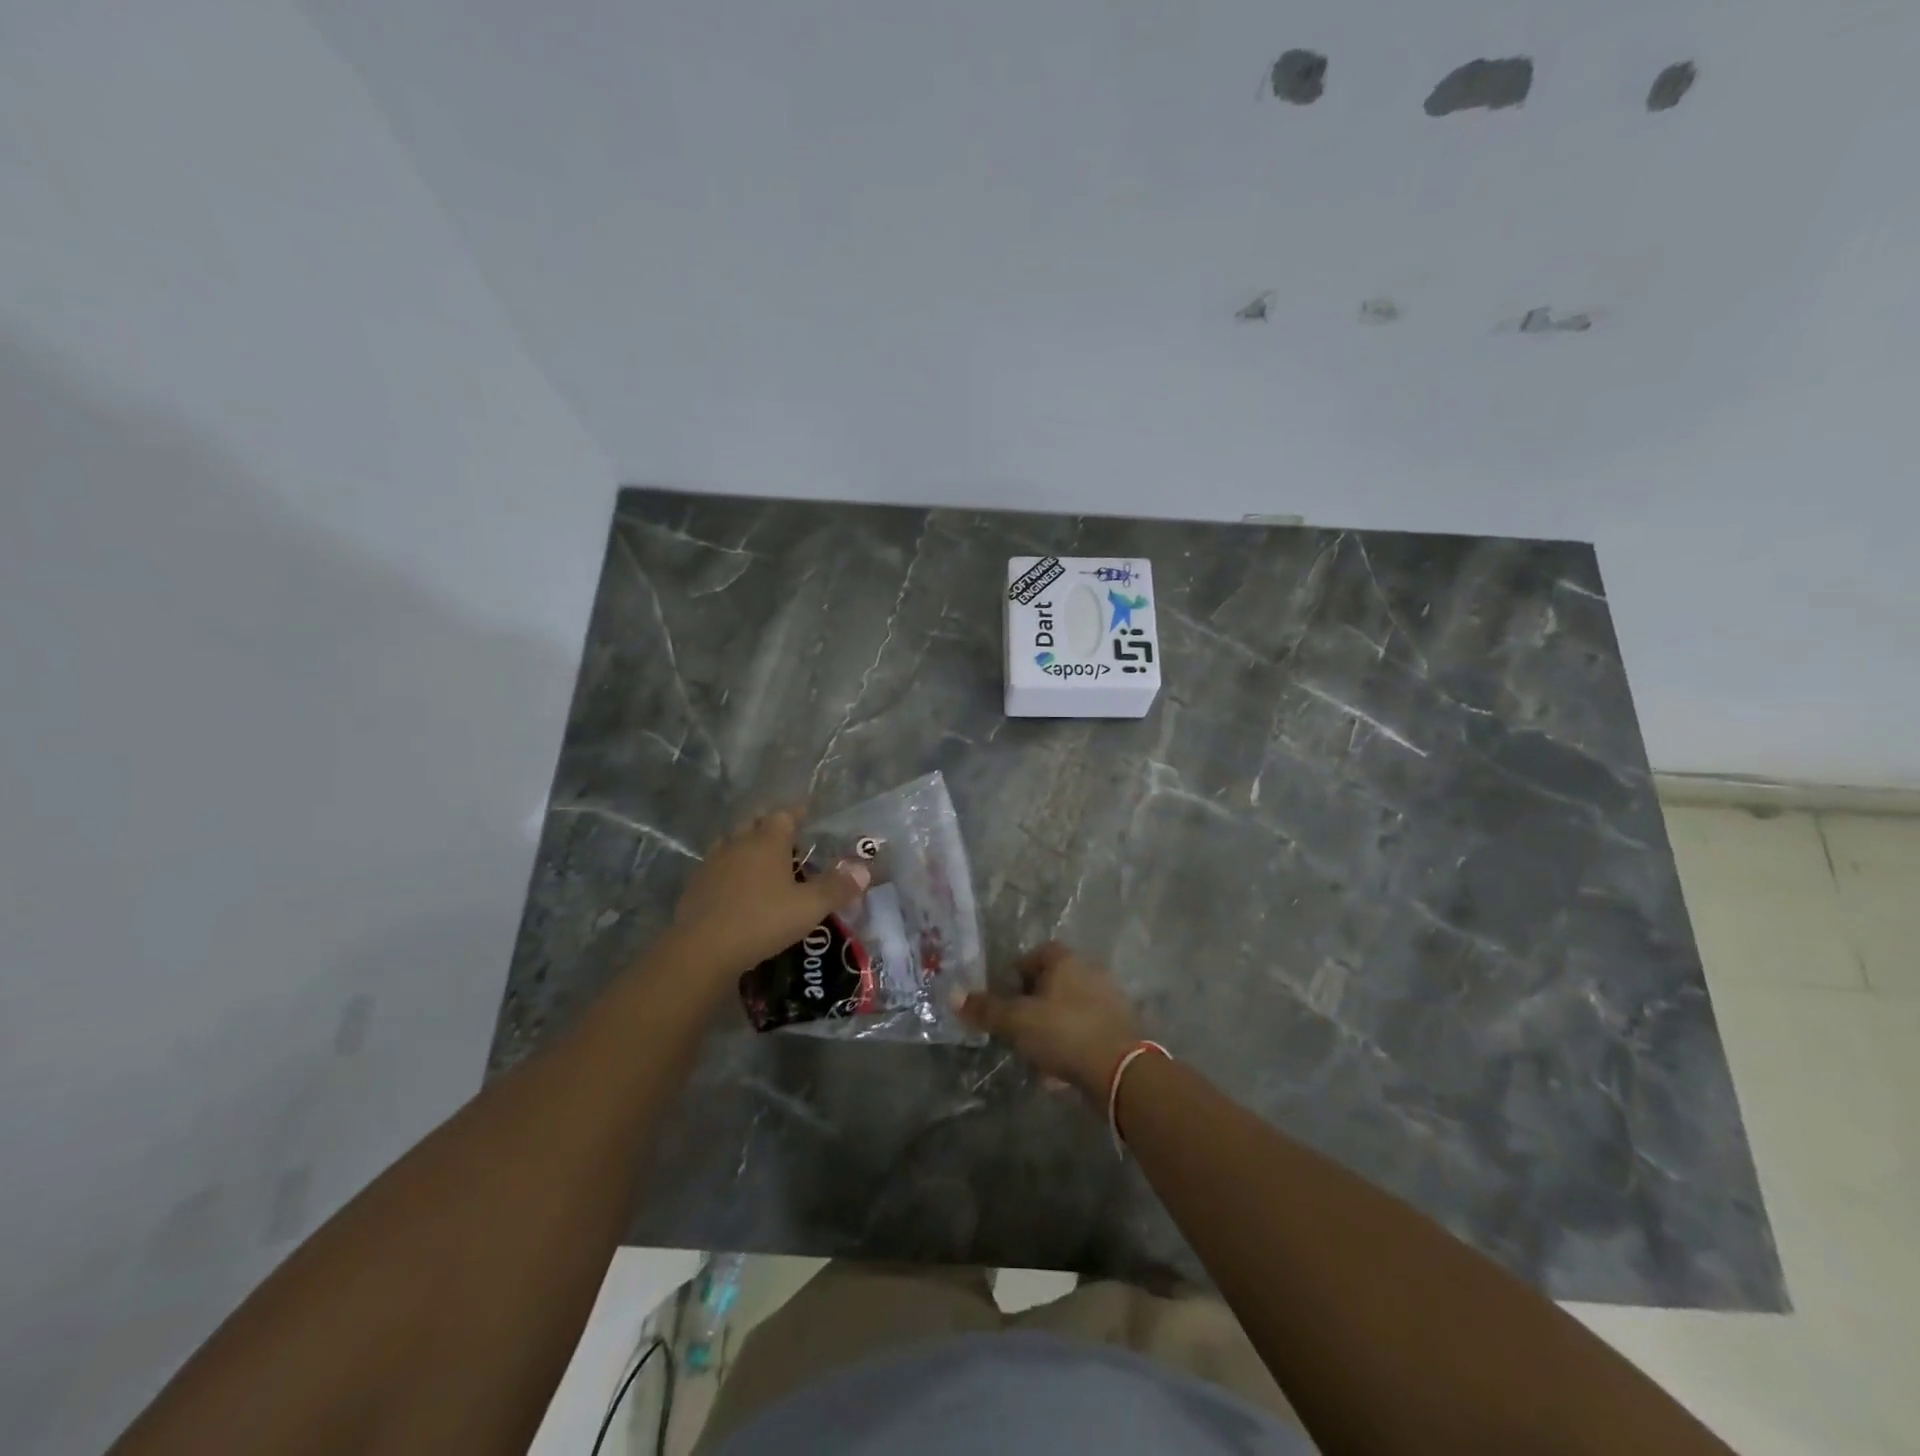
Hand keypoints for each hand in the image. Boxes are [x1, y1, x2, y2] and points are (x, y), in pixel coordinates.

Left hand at [665, 808, 869, 978]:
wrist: (702, 949)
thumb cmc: (762, 921)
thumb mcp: (809, 907)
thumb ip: (837, 888)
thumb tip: (864, 869)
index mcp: (767, 841)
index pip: (784, 815)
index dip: (796, 813)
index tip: (807, 814)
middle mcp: (738, 843)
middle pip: (755, 825)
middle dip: (770, 828)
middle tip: (787, 842)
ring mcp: (712, 863)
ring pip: (732, 844)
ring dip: (746, 847)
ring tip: (761, 863)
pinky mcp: (695, 886)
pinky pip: (717, 867)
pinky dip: (729, 871)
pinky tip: (736, 889)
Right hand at [956, 942, 1140, 1098]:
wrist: (1119, 1070)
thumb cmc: (1063, 1032)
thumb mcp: (1016, 1021)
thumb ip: (986, 1009)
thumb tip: (953, 995)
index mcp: (1066, 961)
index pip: (1038, 954)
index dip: (1017, 972)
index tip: (1004, 995)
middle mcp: (1091, 973)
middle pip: (1055, 982)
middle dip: (1034, 1003)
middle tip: (1016, 1025)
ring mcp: (1110, 1002)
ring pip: (1070, 1009)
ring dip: (1052, 1026)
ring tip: (1035, 1053)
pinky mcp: (1120, 1030)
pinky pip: (1086, 1032)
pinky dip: (1071, 1045)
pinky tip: (1059, 1071)